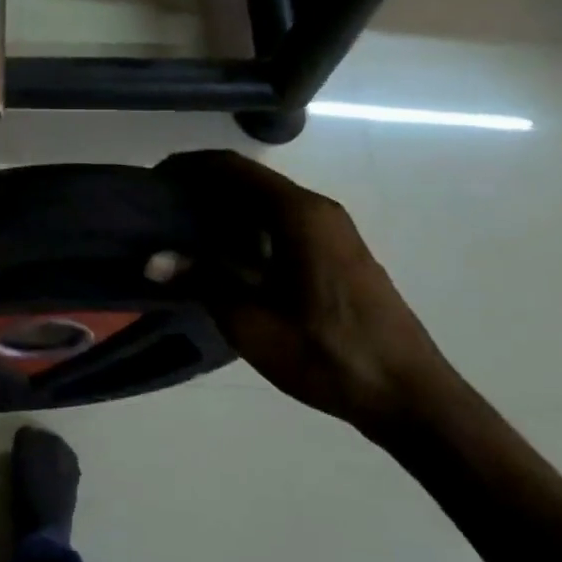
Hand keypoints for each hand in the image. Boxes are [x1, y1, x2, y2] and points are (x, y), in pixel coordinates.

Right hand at [160, 150, 452, 437]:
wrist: (408, 396)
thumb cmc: (326, 354)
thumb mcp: (251, 323)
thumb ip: (202, 280)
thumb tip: (153, 259)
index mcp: (298, 214)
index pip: (233, 167)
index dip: (189, 166)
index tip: (153, 181)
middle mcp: (317, 210)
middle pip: (249, 180)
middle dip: (202, 187)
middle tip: (161, 211)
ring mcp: (333, 230)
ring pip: (266, 202)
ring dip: (224, 208)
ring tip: (184, 233)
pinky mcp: (338, 253)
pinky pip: (282, 222)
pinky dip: (247, 226)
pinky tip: (226, 256)